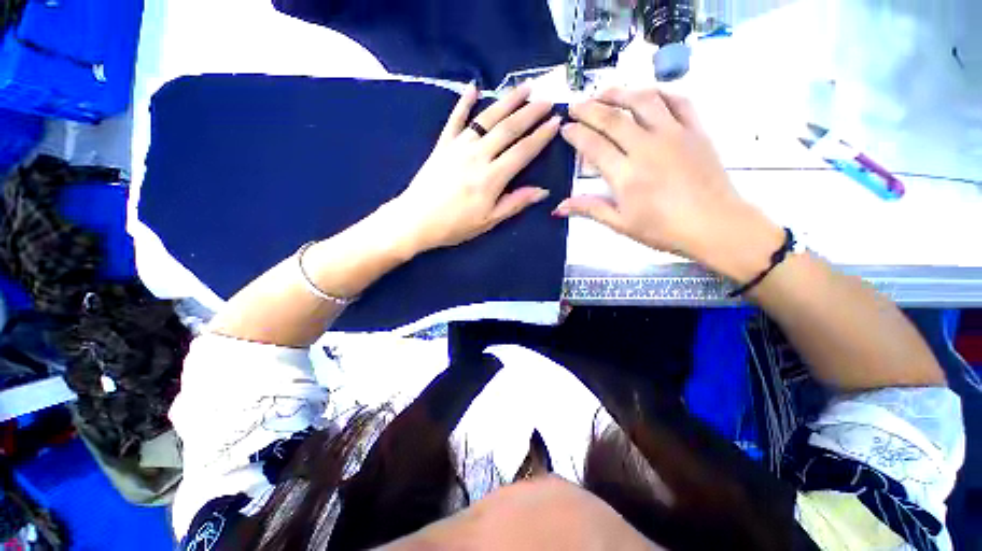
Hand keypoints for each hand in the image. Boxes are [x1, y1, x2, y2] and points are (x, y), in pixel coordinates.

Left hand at [382, 84, 561, 255]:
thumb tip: (542, 191)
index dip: (540, 136)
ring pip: (487, 118)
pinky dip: (464, 102)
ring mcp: (459, 146)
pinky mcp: (443, 144)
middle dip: (530, 113)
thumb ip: (515, 203)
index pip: (522, 151)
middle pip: (508, 129)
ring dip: (507, 101)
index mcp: (492, 178)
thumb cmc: (454, 225)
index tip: (555, 121)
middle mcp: (478, 155)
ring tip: (524, 88)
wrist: (416, 220)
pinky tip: (473, 86)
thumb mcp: (488, 221)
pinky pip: (455, 119)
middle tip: (547, 99)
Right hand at [554, 88, 782, 281]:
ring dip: (620, 92)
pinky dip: (660, 92)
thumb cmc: (663, 229)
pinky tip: (647, 94)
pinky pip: (678, 100)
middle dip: (589, 108)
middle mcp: (646, 147)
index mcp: (625, 174)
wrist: (715, 225)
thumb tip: (558, 208)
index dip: (575, 133)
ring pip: (643, 100)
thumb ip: (589, 209)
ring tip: (605, 92)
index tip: (565, 128)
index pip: (593, 145)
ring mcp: (674, 134)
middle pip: (612, 118)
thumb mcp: (620, 223)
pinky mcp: (696, 130)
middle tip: (575, 105)